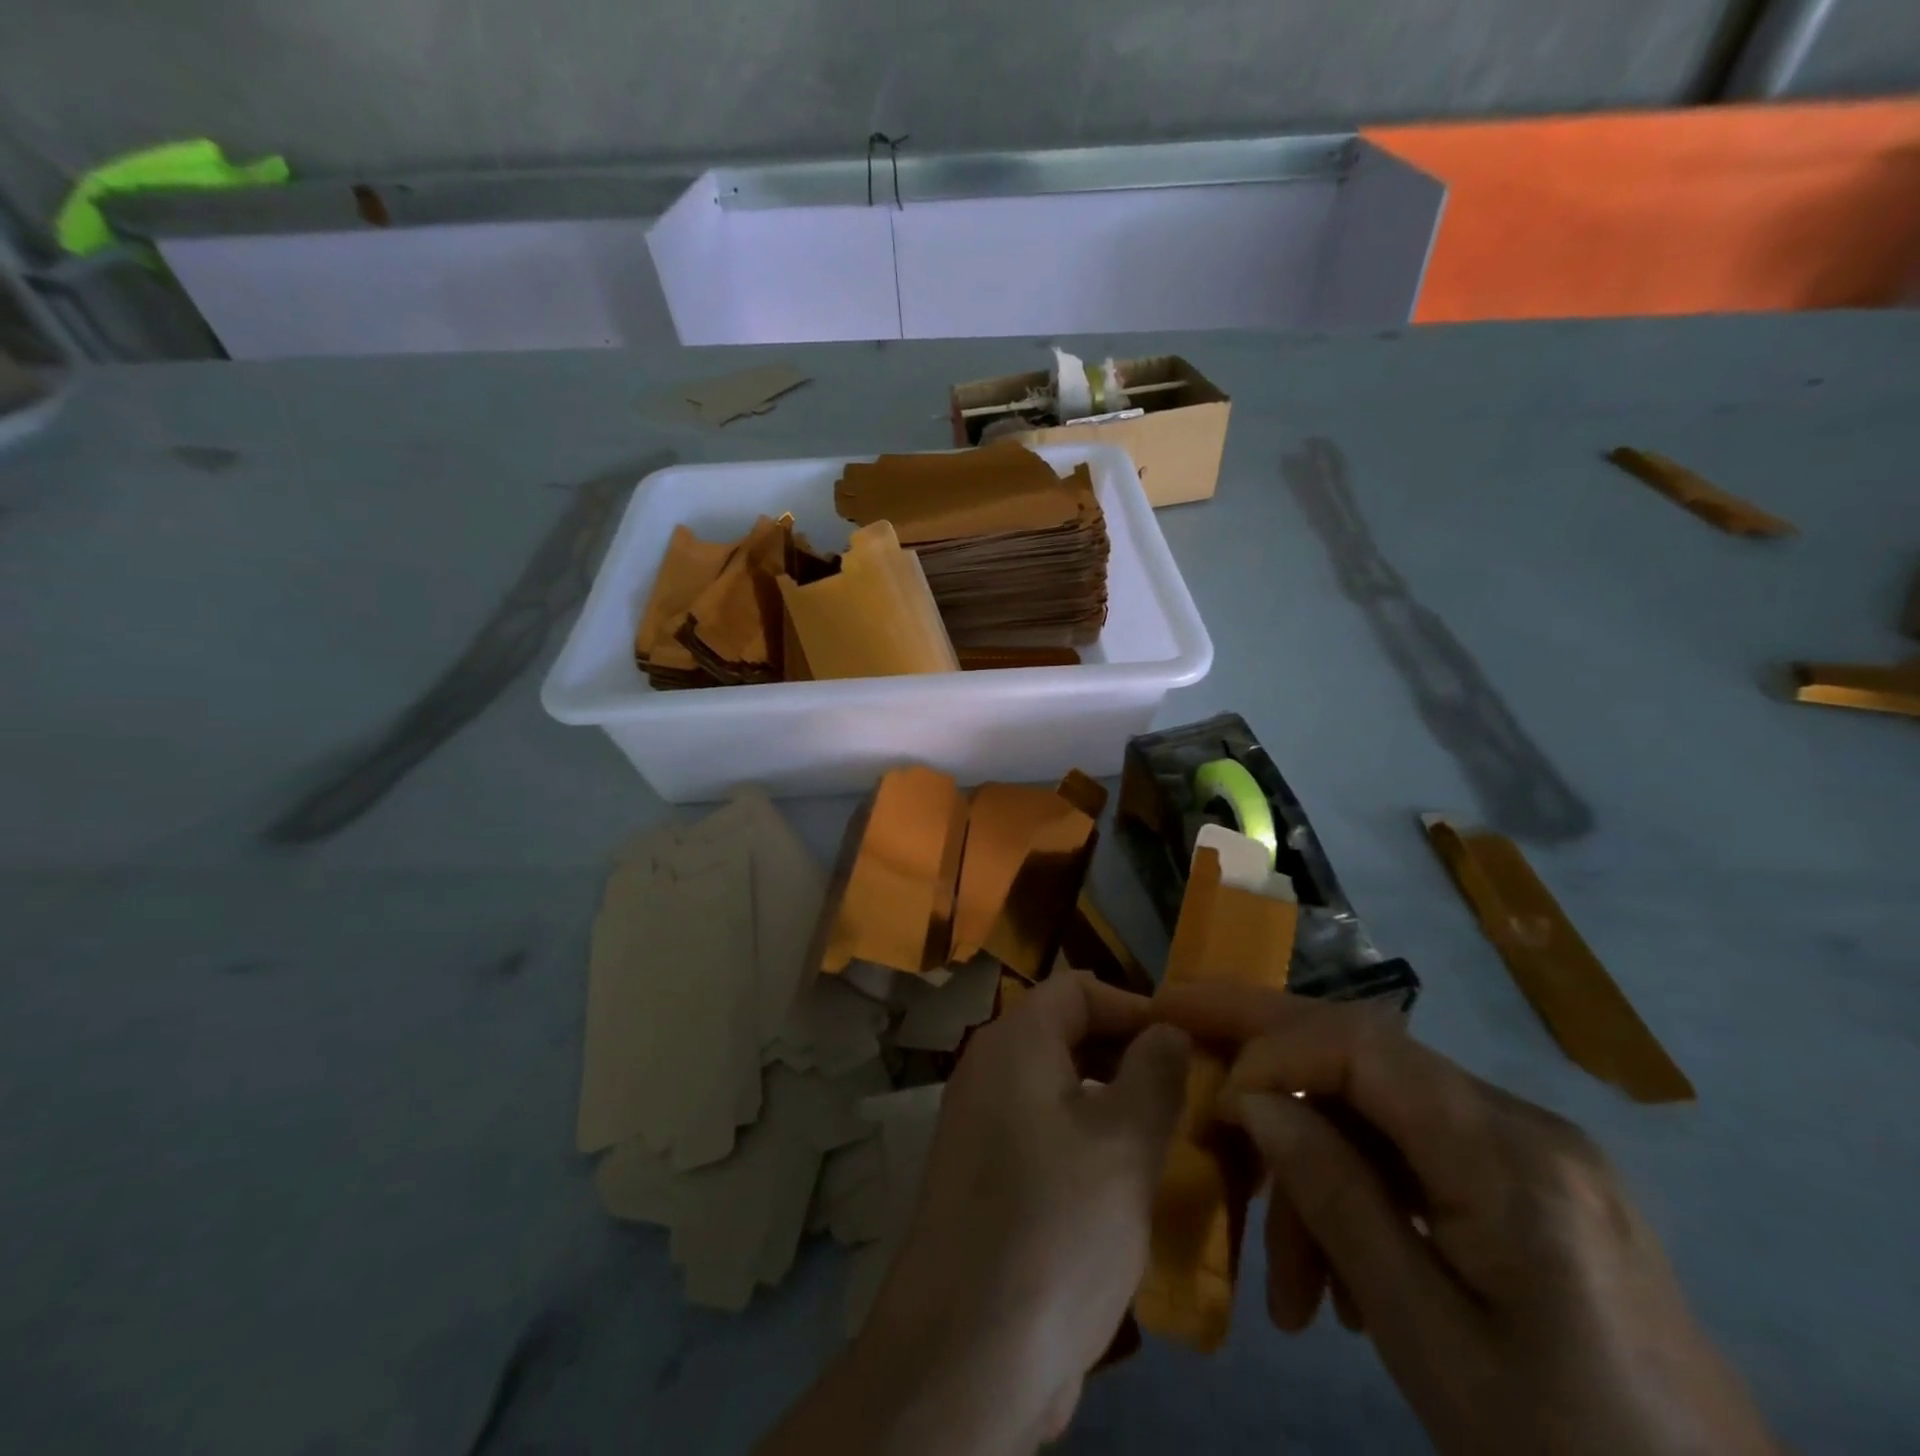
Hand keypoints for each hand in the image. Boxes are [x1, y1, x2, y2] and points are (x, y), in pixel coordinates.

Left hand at [759, 972, 1188, 1455]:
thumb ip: (1155, 1073)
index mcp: (1013, 1042)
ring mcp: (981, 1125)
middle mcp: (989, 1070)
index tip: (1191, 1044)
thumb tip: (1168, 1030)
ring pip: (1060, 1088)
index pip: (1079, 988)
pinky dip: (1087, 1144)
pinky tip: (1128, 1185)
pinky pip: (1045, 1134)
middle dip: (1130, 1056)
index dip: (1136, 1006)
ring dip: (1114, 1104)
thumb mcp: (1124, 1144)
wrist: (966, 1355)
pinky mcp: (986, 1178)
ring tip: (1171, 1139)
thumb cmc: (1056, 1227)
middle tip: (1190, 1094)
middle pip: (1068, 1034)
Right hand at [1152, 985, 1778, 1455]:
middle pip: (1362, 1049)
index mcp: (1509, 1154)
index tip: (1212, 1098)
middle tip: (1179, 1030)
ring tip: (1287, 1286)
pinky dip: (1357, 1194)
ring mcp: (1526, 1151)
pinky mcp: (1524, 1185)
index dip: (1270, 1047)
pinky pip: (1411, 1154)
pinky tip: (1341, 1283)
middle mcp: (1519, 1123)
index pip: (1361, 1044)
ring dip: (1312, 1168)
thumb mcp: (1430, 1342)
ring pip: (1376, 1110)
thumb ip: (1334, 1199)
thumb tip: (1251, 1099)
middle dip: (1263, 1044)